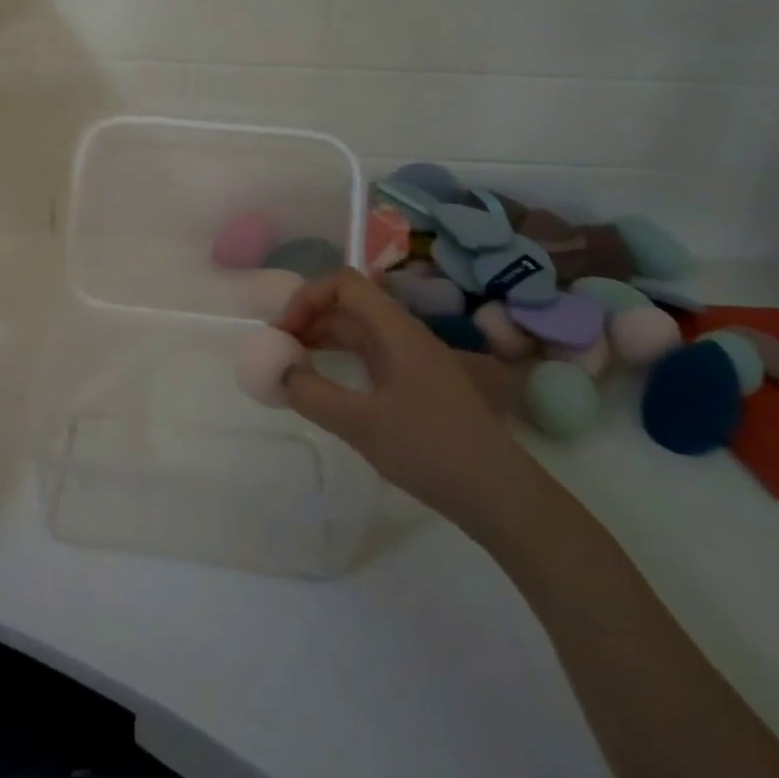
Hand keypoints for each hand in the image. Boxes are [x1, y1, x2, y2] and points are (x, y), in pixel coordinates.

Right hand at [276, 269, 539, 533]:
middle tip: (279, 351)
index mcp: (396, 331)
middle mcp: (405, 336)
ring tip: (293, 366)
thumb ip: (313, 394)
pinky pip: (369, 357)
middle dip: (309, 319)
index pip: (345, 283)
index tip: (283, 333)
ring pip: (358, 332)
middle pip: (349, 305)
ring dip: (322, 340)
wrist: (499, 494)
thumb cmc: (430, 449)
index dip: (307, 297)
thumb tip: (280, 373)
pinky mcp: (415, 386)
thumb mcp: (361, 424)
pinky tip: (325, 387)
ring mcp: (412, 361)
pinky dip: (340, 362)